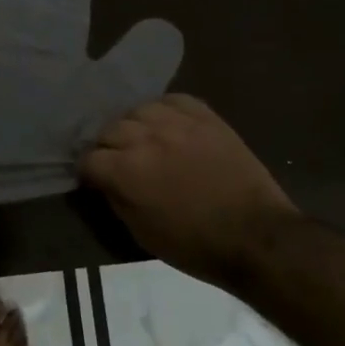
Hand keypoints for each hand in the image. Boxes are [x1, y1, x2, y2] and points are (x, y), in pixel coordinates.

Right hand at [79, 94, 302, 287]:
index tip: (94, 180)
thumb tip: (104, 182)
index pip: (89, 158)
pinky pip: (174, 100)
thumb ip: (116, 200)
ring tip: (144, 140)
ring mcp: (177, 123)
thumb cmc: (195, 245)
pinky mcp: (205, 117)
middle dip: (108, 147)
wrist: (256, 235)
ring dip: (135, 126)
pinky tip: (168, 124)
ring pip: (139, 110)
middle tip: (119, 162)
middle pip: (110, 129)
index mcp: (126, 171)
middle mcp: (146, 138)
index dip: (88, 172)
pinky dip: (165, 110)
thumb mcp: (142, 234)